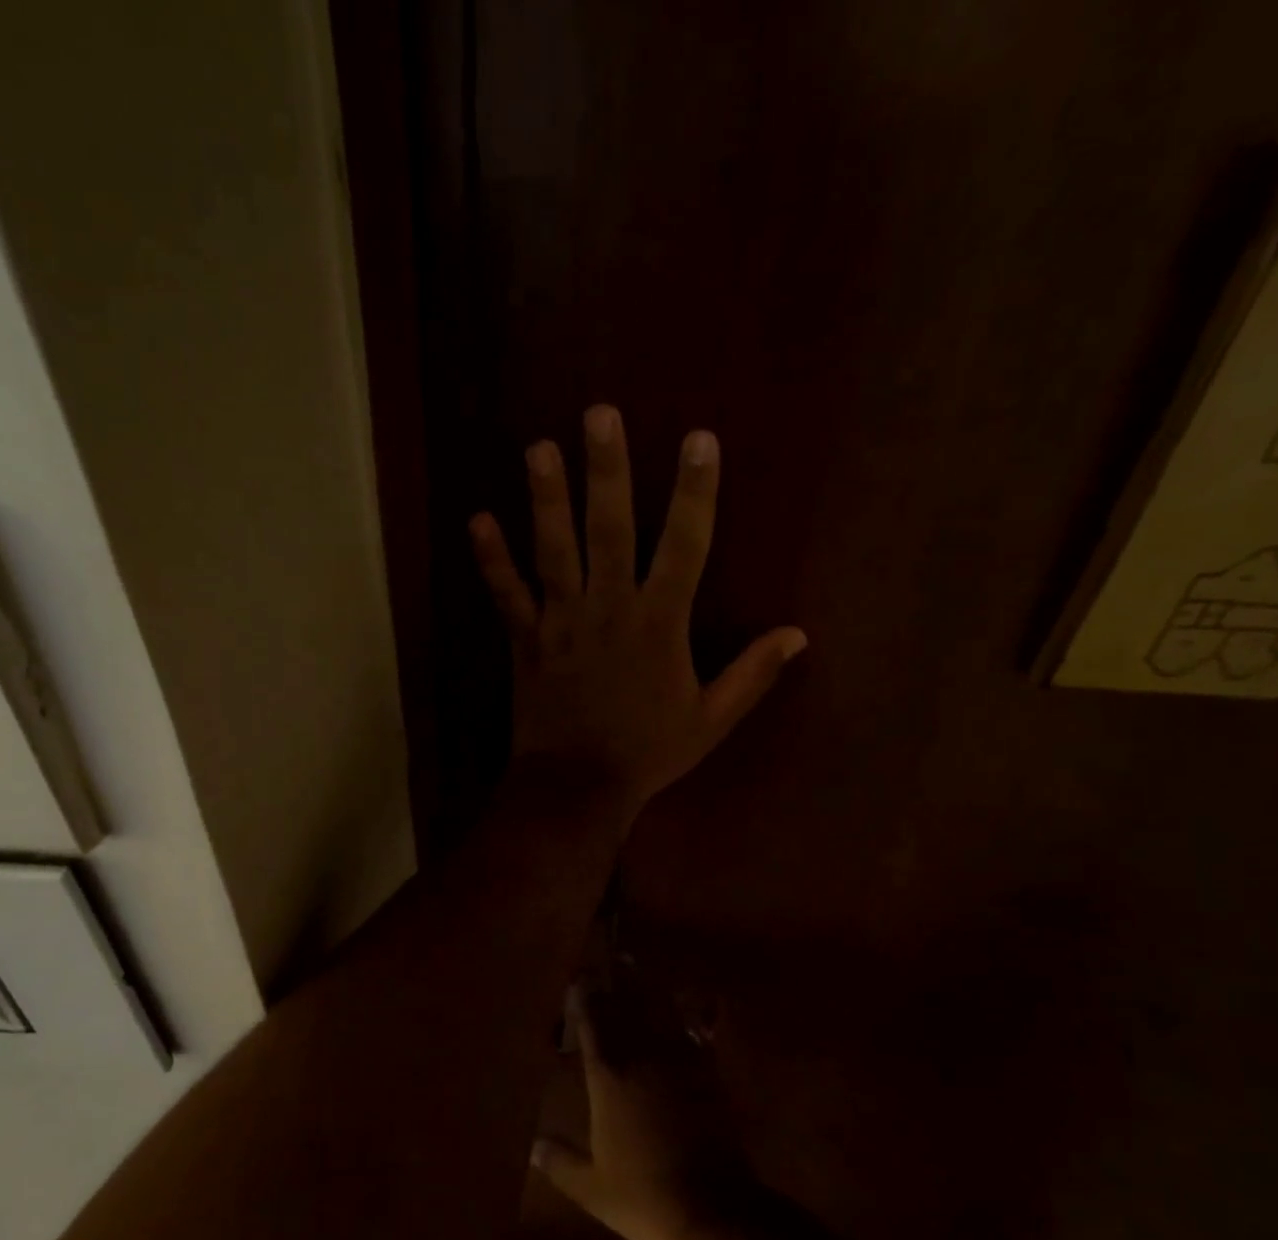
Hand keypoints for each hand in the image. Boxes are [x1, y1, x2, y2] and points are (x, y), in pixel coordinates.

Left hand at [469, 405, 805, 822]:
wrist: (577, 787)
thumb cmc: (647, 752)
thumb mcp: (711, 719)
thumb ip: (753, 674)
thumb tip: (799, 635)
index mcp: (660, 623)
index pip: (685, 545)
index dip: (695, 491)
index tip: (699, 439)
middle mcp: (609, 609)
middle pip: (609, 529)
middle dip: (608, 470)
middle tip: (600, 414)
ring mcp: (561, 623)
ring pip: (553, 552)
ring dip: (545, 499)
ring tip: (539, 448)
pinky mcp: (525, 641)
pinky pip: (505, 595)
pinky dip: (491, 560)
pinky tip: (478, 519)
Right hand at [533, 973, 825, 1239]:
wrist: (711, 1211)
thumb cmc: (642, 1197)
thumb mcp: (590, 1187)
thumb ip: (559, 1160)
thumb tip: (532, 1146)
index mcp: (607, 1077)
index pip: (591, 1024)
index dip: (583, 998)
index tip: (577, 978)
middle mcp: (641, 1057)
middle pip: (625, 1006)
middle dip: (612, 980)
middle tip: (605, 958)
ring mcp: (679, 1061)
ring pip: (659, 1009)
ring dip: (646, 985)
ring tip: (635, 963)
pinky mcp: (708, 1073)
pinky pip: (699, 1030)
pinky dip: (696, 1011)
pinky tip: (696, 997)